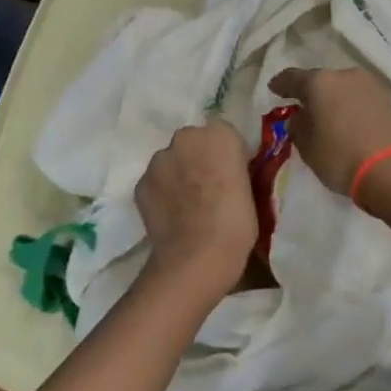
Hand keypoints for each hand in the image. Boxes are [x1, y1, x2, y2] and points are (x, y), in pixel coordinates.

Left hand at [135, 120, 256, 289]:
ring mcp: (159, 159)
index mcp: (220, 135)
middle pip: (193, 141)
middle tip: (208, 188)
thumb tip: (223, 170)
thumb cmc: (236, 224)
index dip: (226, 154)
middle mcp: (186, 137)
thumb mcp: (250, 188)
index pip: (223, 133)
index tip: (230, 174)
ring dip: (178, 174)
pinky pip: (155, 182)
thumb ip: (233, 167)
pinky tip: (171, 215)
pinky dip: (162, 193)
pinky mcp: (140, 182)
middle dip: (198, 158)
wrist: (197, 257)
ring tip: (187, 205)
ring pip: (171, 160)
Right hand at [270, 68, 390, 204]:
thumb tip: (301, 116)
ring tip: (325, 116)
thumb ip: (298, 125)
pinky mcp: (386, 100)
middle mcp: (345, 75)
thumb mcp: (306, 145)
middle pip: (320, 80)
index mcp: (320, 81)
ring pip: (341, 88)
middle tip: (300, 106)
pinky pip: (358, 98)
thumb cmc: (340, 156)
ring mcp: (369, 85)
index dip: (280, 84)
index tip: (273, 89)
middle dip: (309, 92)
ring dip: (331, 99)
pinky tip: (345, 120)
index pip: (292, 77)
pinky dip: (348, 106)